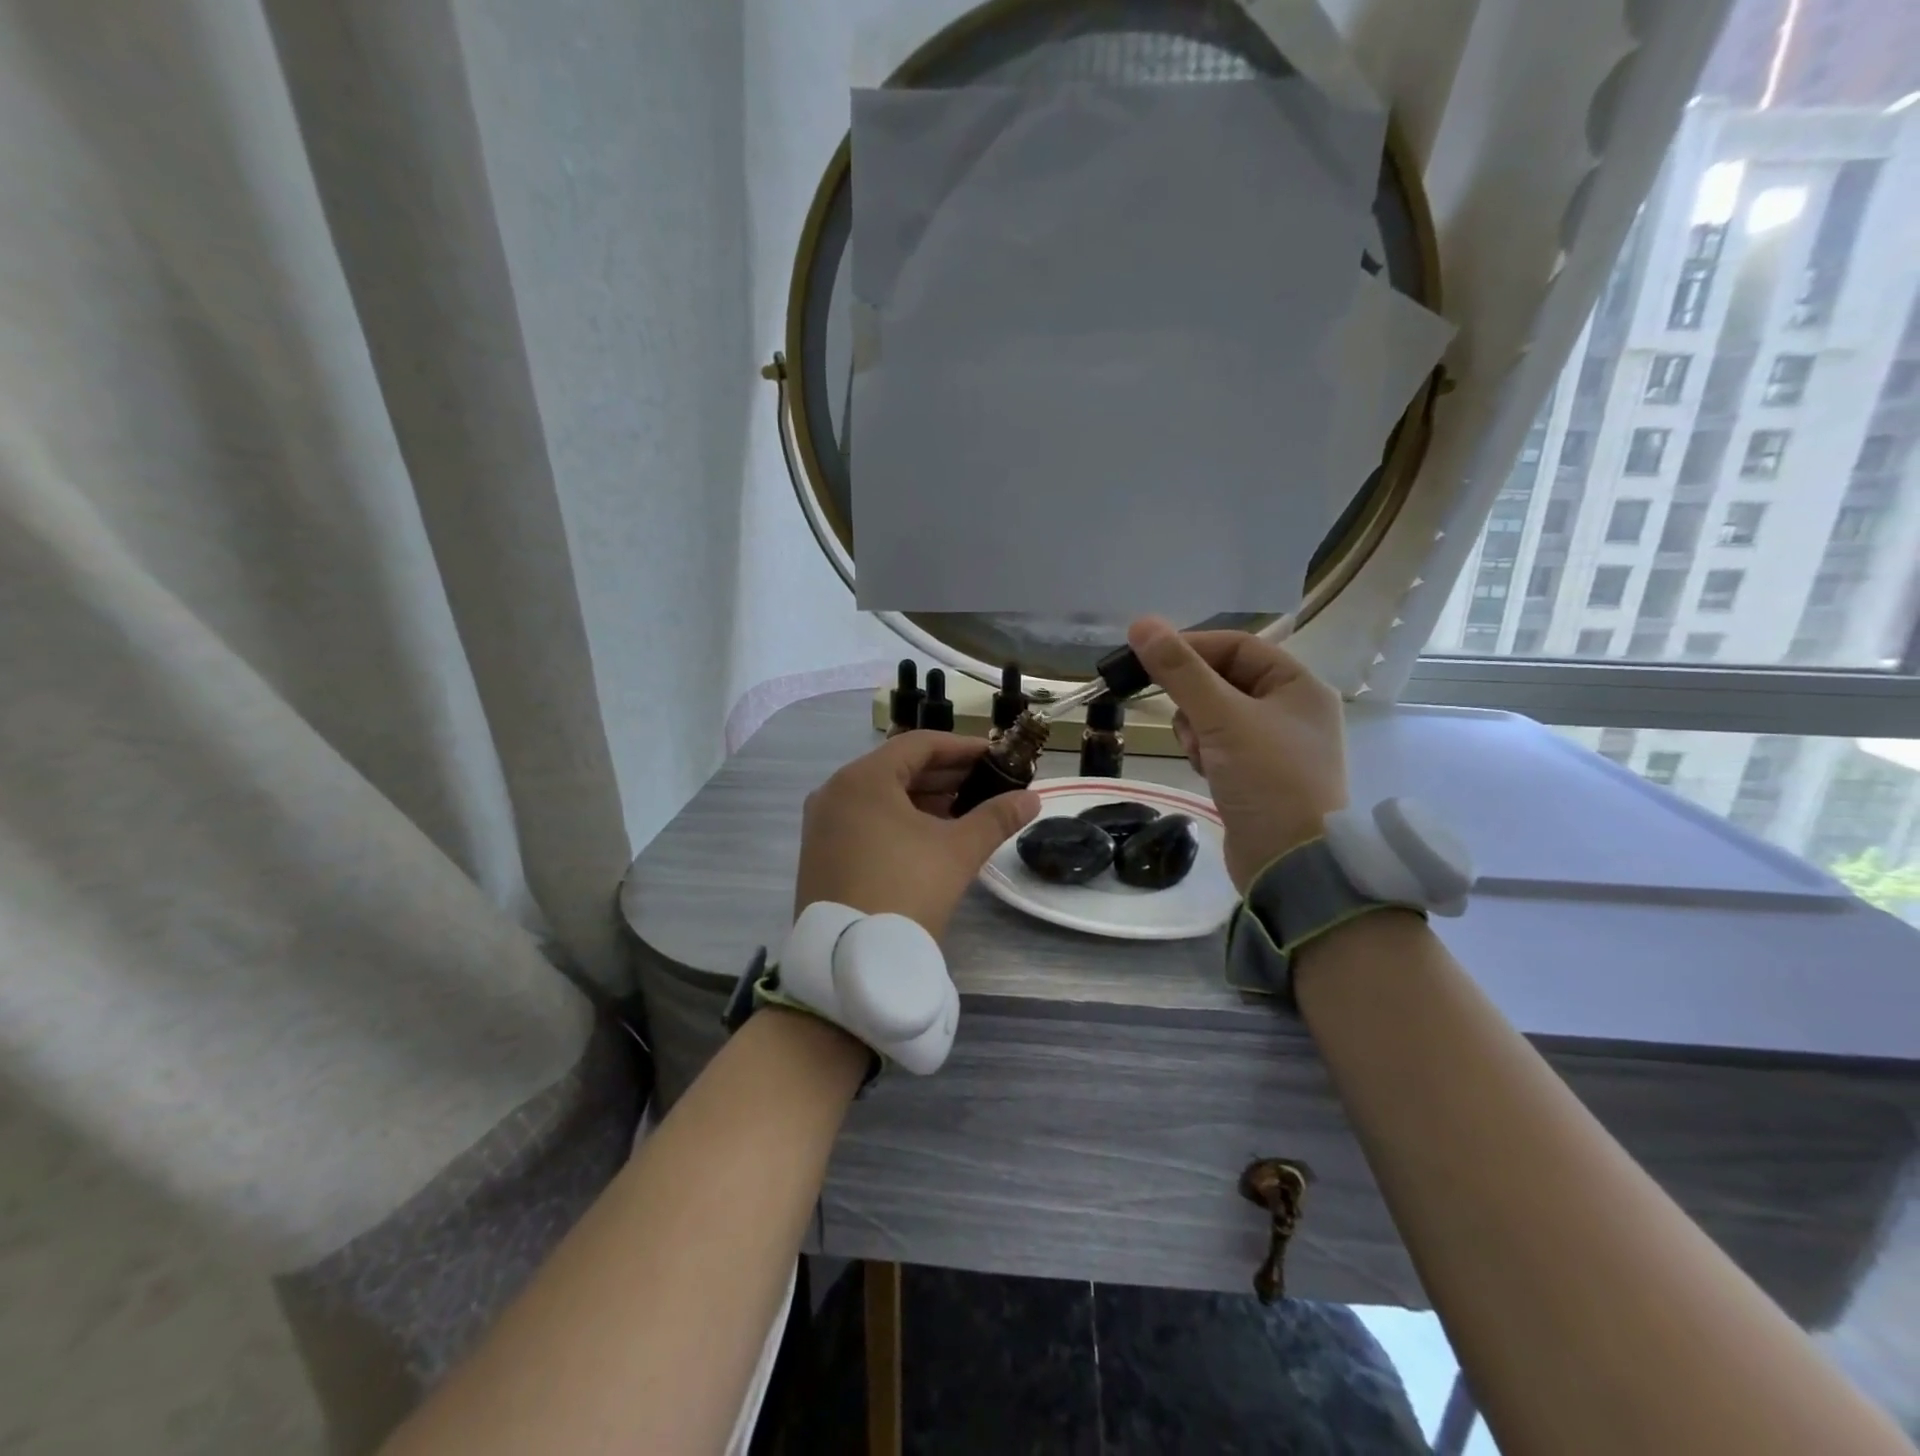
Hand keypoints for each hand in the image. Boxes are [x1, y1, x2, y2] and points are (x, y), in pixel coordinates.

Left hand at [795, 731, 1040, 937]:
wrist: (852, 961)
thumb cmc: (906, 890)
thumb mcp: (957, 851)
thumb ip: (996, 817)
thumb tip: (1032, 798)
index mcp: (863, 779)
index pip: (919, 744)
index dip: (962, 747)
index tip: (996, 756)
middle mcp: (835, 792)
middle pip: (898, 768)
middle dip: (946, 774)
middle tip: (987, 784)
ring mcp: (823, 824)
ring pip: (881, 796)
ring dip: (925, 798)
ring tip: (966, 810)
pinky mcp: (821, 852)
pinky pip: (866, 819)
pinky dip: (900, 819)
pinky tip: (931, 835)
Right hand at [1127, 616, 1347, 890]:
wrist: (1290, 863)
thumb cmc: (1267, 779)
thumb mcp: (1221, 718)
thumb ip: (1180, 671)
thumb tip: (1141, 623)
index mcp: (1299, 686)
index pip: (1238, 645)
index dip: (1192, 647)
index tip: (1149, 658)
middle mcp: (1292, 710)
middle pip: (1225, 680)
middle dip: (1194, 697)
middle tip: (1179, 717)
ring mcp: (1276, 745)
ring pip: (1216, 714)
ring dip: (1196, 727)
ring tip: (1198, 752)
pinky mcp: (1257, 774)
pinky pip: (1219, 744)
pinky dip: (1204, 751)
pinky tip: (1204, 770)